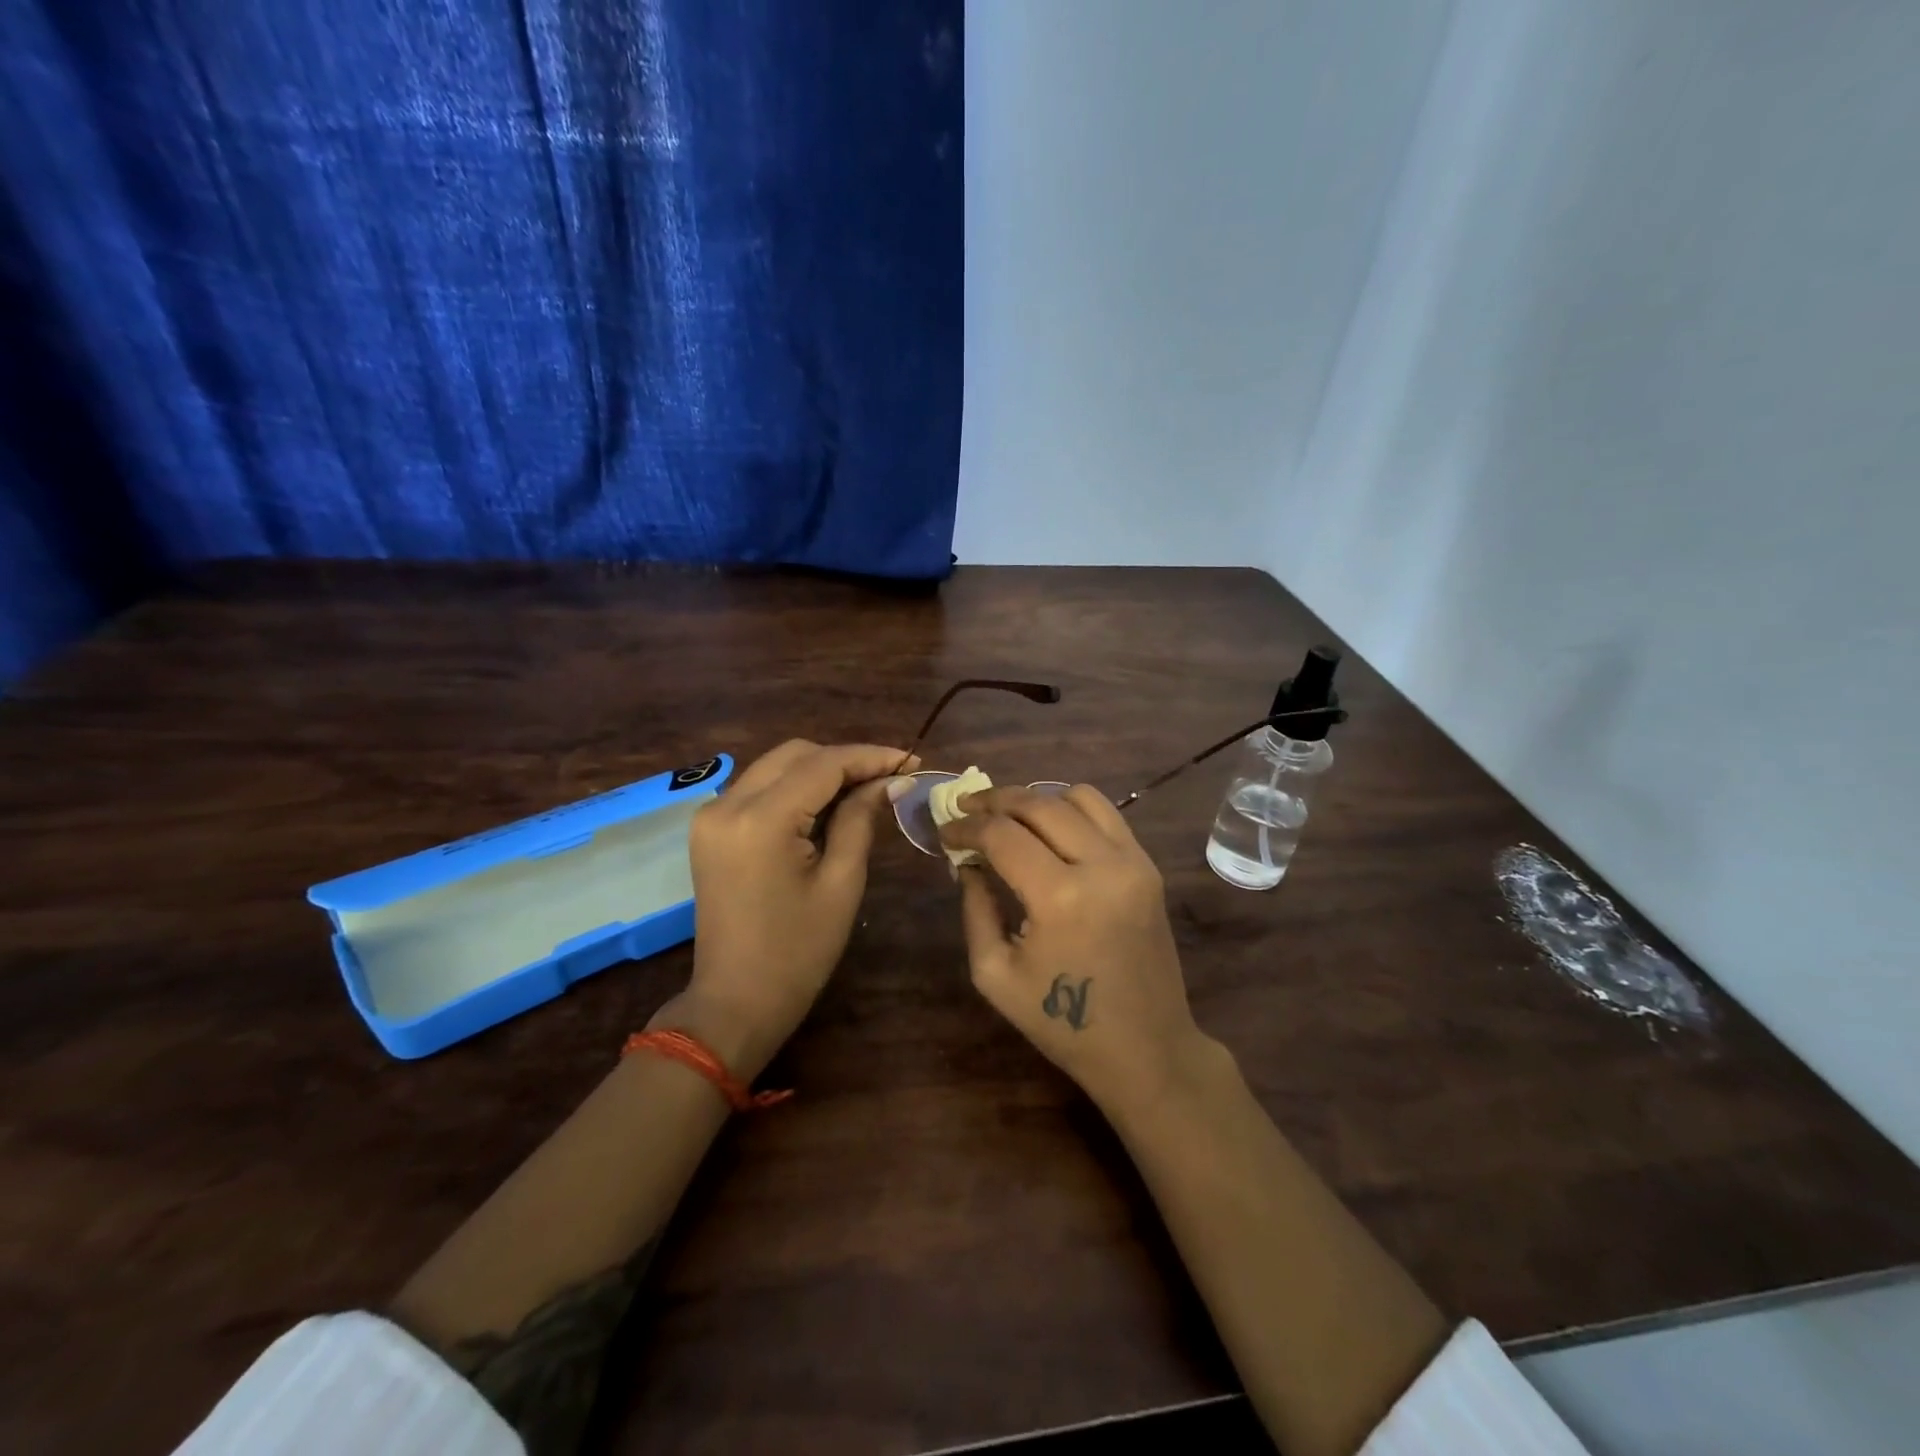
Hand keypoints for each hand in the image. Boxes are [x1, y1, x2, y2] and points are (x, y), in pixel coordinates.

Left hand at [654, 741, 915, 1078]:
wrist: (735, 1002)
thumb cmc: (798, 953)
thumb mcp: (841, 883)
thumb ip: (861, 819)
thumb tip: (892, 781)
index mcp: (760, 820)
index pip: (823, 765)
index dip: (871, 757)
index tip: (911, 761)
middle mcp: (727, 804)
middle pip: (796, 754)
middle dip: (846, 759)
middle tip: (891, 778)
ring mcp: (712, 815)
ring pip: (776, 765)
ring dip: (821, 769)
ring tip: (867, 788)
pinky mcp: (710, 828)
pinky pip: (760, 788)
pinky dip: (796, 787)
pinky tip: (829, 803)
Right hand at [937, 785, 1216, 1116]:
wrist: (1145, 1048)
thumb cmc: (1062, 1024)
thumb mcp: (995, 974)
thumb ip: (975, 908)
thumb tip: (967, 862)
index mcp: (1059, 898)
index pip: (1002, 835)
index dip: (966, 826)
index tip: (944, 831)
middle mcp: (1100, 866)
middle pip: (1038, 804)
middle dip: (994, 800)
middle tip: (966, 808)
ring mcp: (1132, 861)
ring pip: (1077, 796)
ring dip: (1035, 798)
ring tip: (1009, 816)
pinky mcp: (1148, 866)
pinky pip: (1107, 814)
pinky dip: (1071, 809)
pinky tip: (1049, 828)